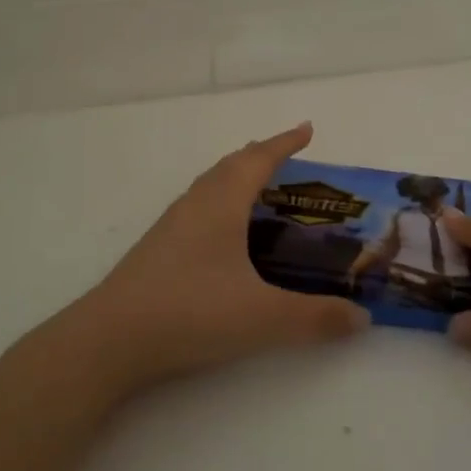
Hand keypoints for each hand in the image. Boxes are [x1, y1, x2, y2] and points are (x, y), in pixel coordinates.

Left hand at [57, 122, 369, 401]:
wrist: (108, 341)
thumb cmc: (189, 313)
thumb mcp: (262, 318)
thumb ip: (316, 318)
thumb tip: (362, 317)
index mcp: (221, 205)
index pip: (258, 160)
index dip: (285, 143)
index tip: (307, 129)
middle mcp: (194, 206)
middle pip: (230, 166)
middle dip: (260, 156)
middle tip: (287, 159)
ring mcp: (170, 228)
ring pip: (209, 187)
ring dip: (236, 178)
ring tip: (259, 192)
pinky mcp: (157, 251)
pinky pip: (197, 210)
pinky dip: (220, 205)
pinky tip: (224, 237)